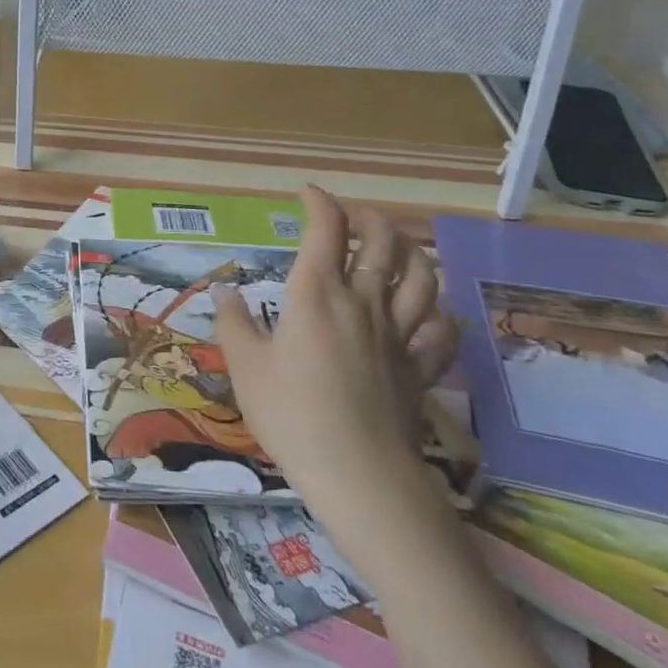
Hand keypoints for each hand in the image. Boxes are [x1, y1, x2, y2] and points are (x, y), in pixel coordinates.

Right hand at [211, 185, 456, 527]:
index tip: (306, 194)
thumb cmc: (292, 414)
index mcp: (318, 294)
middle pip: (382, 243)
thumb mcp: (245, 366)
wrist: (358, 473)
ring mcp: (399, 335)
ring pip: (422, 278)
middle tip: (352, 218)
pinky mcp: (419, 368)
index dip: (319, 203)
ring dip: (412, 253)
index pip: (326, 230)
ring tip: (398, 249)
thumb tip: (226, 292)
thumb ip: (234, 323)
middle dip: (369, 219)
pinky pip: (441, 331)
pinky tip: (428, 314)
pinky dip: (437, 313)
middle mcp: (364, 303)